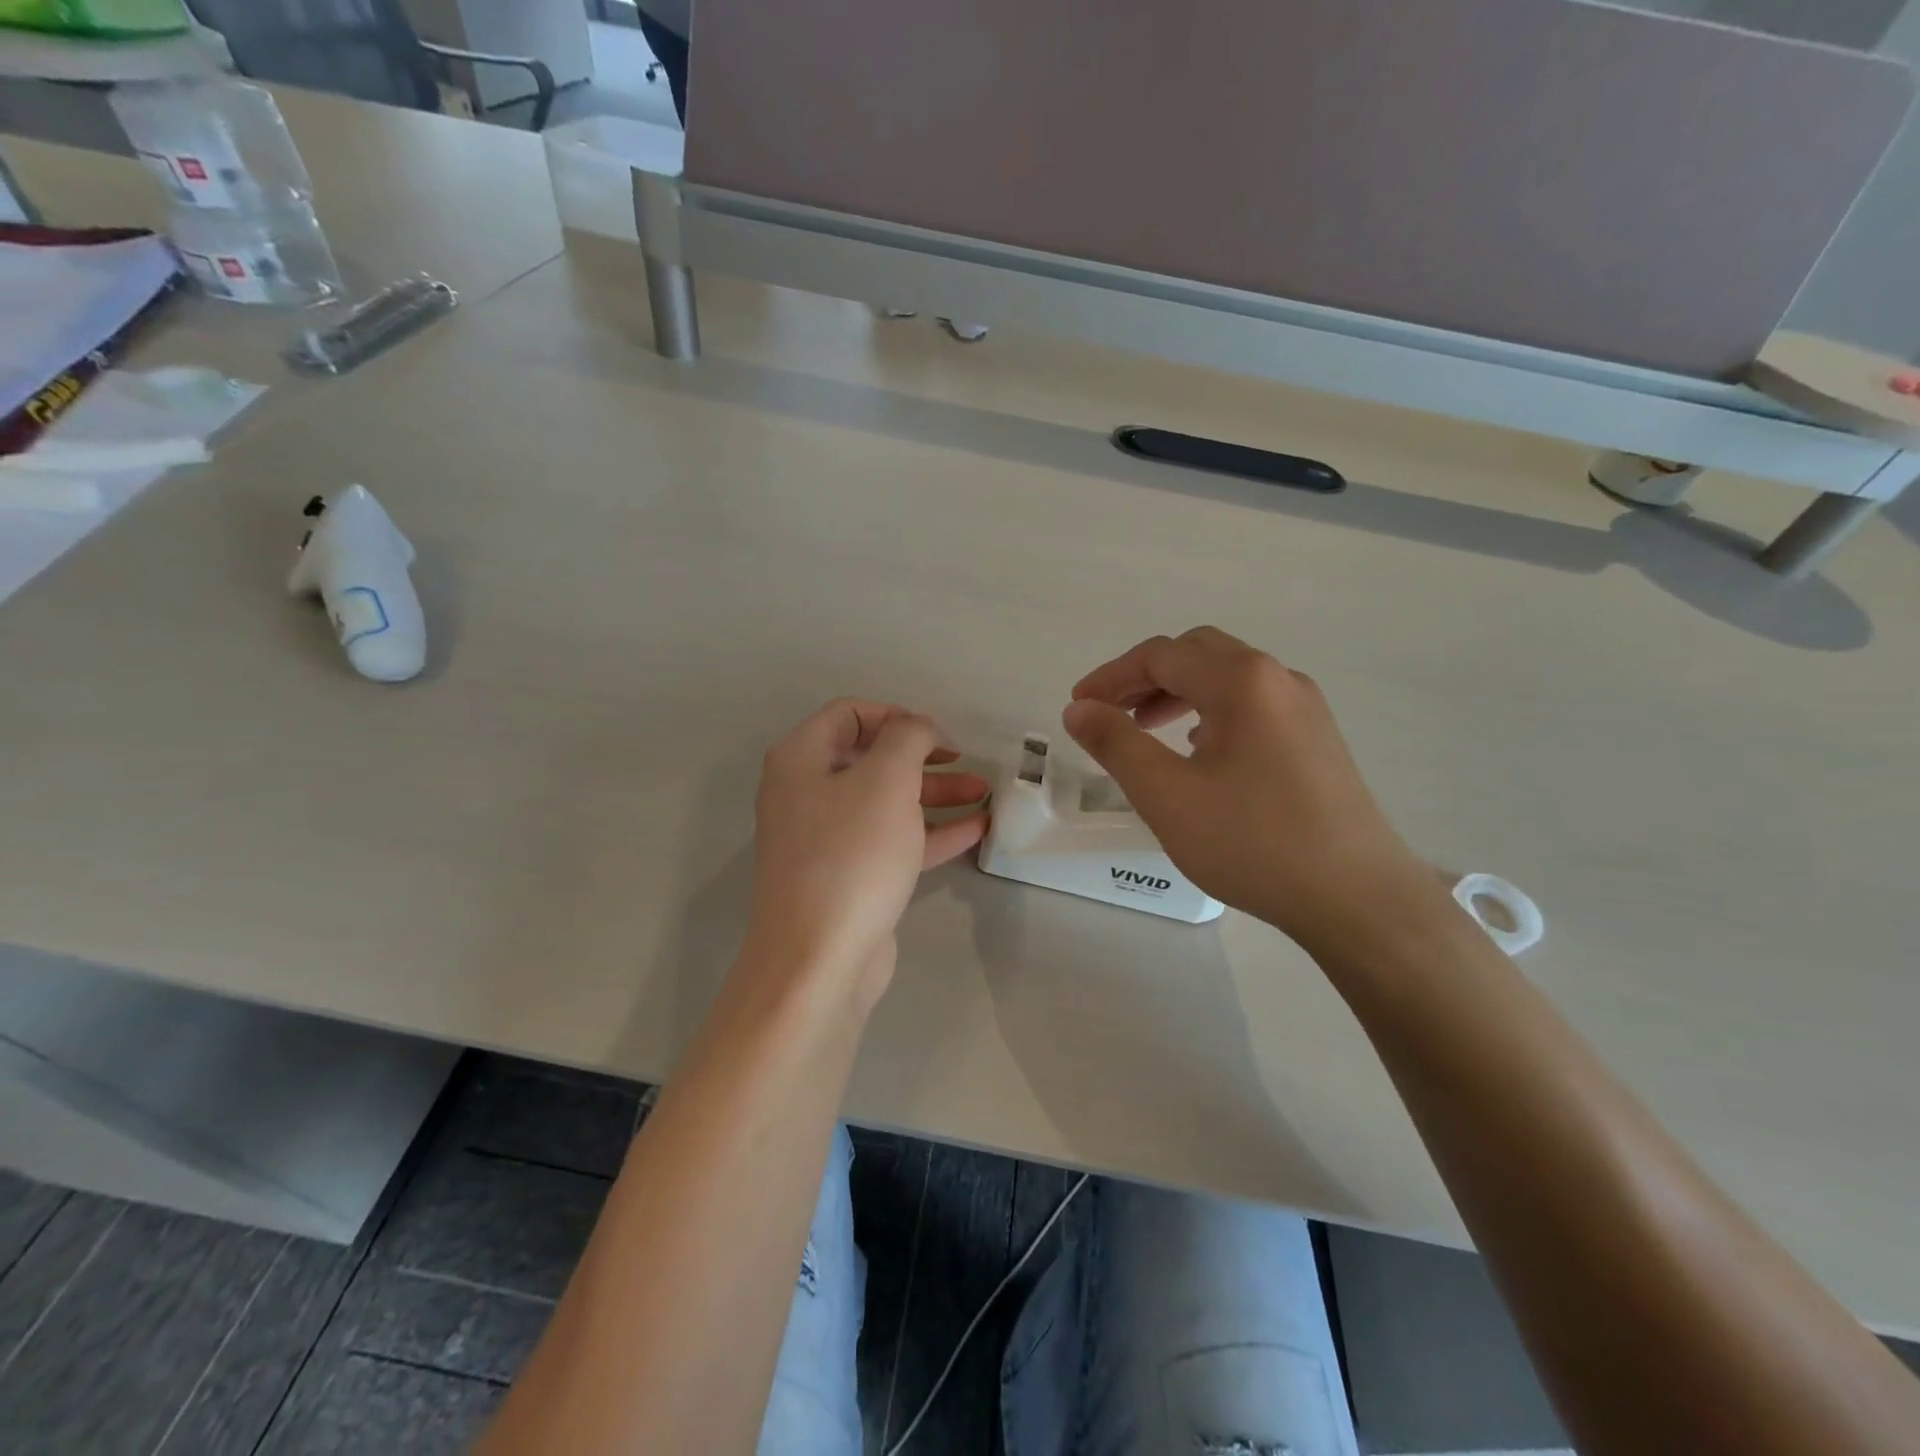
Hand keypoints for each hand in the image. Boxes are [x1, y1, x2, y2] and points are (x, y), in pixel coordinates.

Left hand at [747, 699, 988, 1006]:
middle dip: (924, 758)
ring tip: (984, 793)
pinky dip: (930, 832)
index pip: (849, 714)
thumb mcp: (886, 780)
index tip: (938, 735)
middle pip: (871, 759)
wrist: (819, 959)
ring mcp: (826, 839)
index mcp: (800, 759)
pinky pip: (891, 841)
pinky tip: (975, 829)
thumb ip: (908, 738)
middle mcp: (806, 793)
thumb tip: (918, 726)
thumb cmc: (851, 855)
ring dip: (934, 793)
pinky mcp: (847, 876)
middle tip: (967, 763)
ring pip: (886, 802)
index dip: (897, 716)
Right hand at [1064, 627, 1438, 951]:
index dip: (1110, 676)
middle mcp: (1278, 679)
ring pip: (1228, 679)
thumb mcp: (1167, 794)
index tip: (1078, 705)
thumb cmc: (1253, 842)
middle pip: (1197, 654)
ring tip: (1146, 729)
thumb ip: (1116, 744)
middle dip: (1145, 677)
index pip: (1161, 656)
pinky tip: (1200, 751)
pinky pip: (1254, 705)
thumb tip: (1079, 709)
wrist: (1357, 898)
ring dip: (1179, 693)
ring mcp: (1306, 709)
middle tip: (1110, 712)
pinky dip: (1212, 712)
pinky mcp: (1319, 740)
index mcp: (1242, 681)